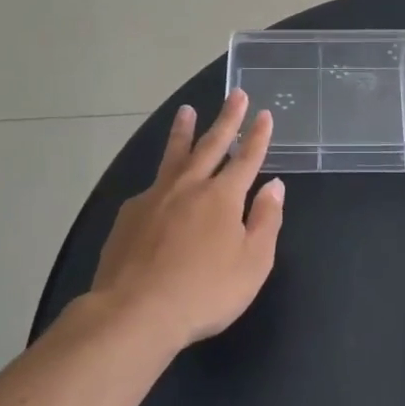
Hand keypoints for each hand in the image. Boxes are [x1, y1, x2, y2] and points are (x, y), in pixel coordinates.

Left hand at [91, 89, 284, 350]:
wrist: (135, 311)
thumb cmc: (205, 291)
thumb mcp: (252, 262)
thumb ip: (266, 221)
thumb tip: (274, 186)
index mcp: (223, 197)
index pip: (247, 158)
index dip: (258, 137)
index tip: (264, 114)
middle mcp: (189, 187)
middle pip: (211, 145)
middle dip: (227, 119)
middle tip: (235, 94)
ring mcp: (155, 197)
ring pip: (174, 156)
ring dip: (184, 131)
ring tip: (186, 111)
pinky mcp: (129, 215)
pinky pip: (152, 186)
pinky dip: (162, 177)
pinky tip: (160, 184)